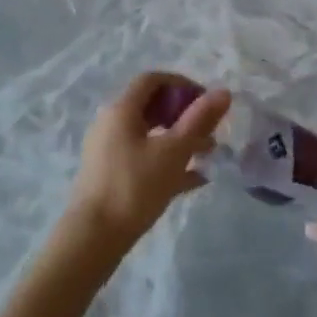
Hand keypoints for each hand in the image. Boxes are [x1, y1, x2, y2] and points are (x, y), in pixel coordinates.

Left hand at [61, 72, 230, 259]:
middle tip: (210, 129)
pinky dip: (168, 161)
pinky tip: (196, 179)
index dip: (182, 84)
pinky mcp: (111, 175)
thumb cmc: (134, 187)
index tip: (206, 101)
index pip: (152, 80)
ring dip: (180, 139)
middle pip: (151, 106)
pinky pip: (144, 157)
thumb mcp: (173, 152)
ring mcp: (109, 150)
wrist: (94, 237)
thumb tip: (223, 92)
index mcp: (121, 110)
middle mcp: (111, 124)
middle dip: (184, 114)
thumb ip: (199, 120)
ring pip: (150, 134)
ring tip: (209, 154)